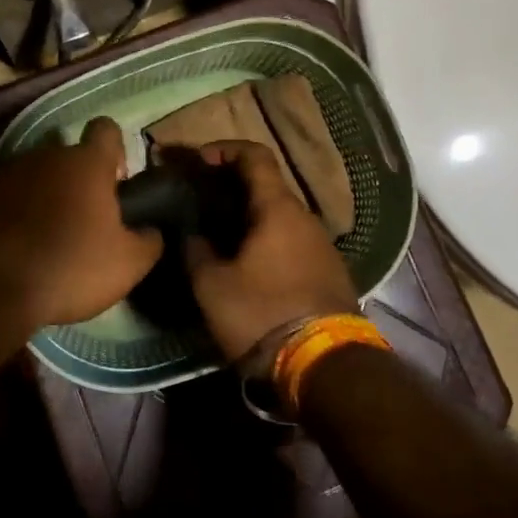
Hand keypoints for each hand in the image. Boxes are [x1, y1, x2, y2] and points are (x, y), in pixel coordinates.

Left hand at [0, 117, 163, 331]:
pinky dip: (16, 214)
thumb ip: (148, 240)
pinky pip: (7, 199)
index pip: (106, 129)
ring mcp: (6, 174)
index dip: (116, 150)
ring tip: (50, 236)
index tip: (117, 180)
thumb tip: (152, 230)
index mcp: (86, 163)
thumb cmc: (69, 267)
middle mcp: (45, 156)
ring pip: (36, 176)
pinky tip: (19, 247)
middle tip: (87, 220)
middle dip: (79, 180)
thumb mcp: (128, 264)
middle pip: (69, 156)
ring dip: (45, 196)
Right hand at [185, 141, 357, 358]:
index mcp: (278, 208)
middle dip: (229, 187)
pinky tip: (245, 264)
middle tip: (198, 201)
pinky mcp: (328, 273)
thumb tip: (190, 232)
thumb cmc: (262, 314)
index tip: (197, 161)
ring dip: (247, 217)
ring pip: (278, 217)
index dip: (223, 149)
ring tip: (216, 236)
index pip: (254, 155)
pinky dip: (264, 240)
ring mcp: (321, 246)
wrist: (326, 367)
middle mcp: (305, 218)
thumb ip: (195, 250)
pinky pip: (290, 241)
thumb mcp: (211, 285)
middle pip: (266, 186)